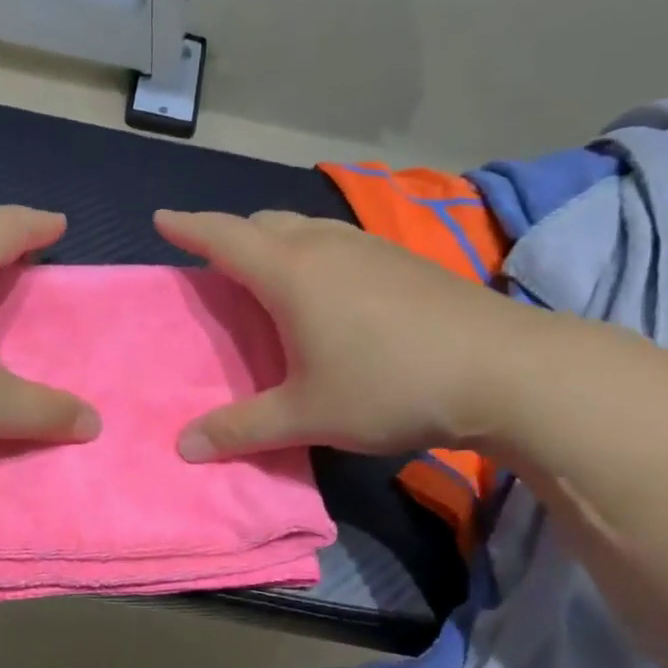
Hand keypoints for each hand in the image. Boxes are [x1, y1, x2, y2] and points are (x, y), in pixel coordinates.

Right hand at [155, 208, 546, 459]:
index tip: (162, 219)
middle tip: (218, 267)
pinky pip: (340, 244)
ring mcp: (371, 248)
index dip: (189, 227)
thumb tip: (183, 448)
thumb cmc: (388, 385)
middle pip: (265, 223)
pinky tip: (333, 295)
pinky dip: (316, 256)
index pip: (224, 237)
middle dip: (233, 237)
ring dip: (278, 244)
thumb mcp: (306, 416)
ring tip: (271, 279)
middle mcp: (326, 246)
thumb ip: (241, 429)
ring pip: (307, 229)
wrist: (505, 370)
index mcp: (290, 272)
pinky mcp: (406, 261)